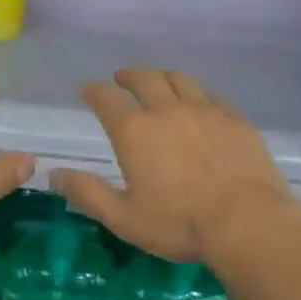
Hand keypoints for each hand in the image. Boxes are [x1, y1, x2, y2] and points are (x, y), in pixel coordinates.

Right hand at [53, 69, 300, 262]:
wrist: (248, 222)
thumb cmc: (179, 224)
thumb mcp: (123, 217)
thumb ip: (87, 192)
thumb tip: (52, 174)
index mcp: (134, 132)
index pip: (106, 99)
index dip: (93, 91)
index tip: (87, 90)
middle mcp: (166, 110)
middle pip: (144, 78)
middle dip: (128, 75)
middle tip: (121, 78)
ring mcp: (204, 111)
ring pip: (179, 79)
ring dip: (162, 77)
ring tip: (158, 82)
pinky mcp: (235, 119)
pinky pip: (211, 95)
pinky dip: (196, 93)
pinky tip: (198, 103)